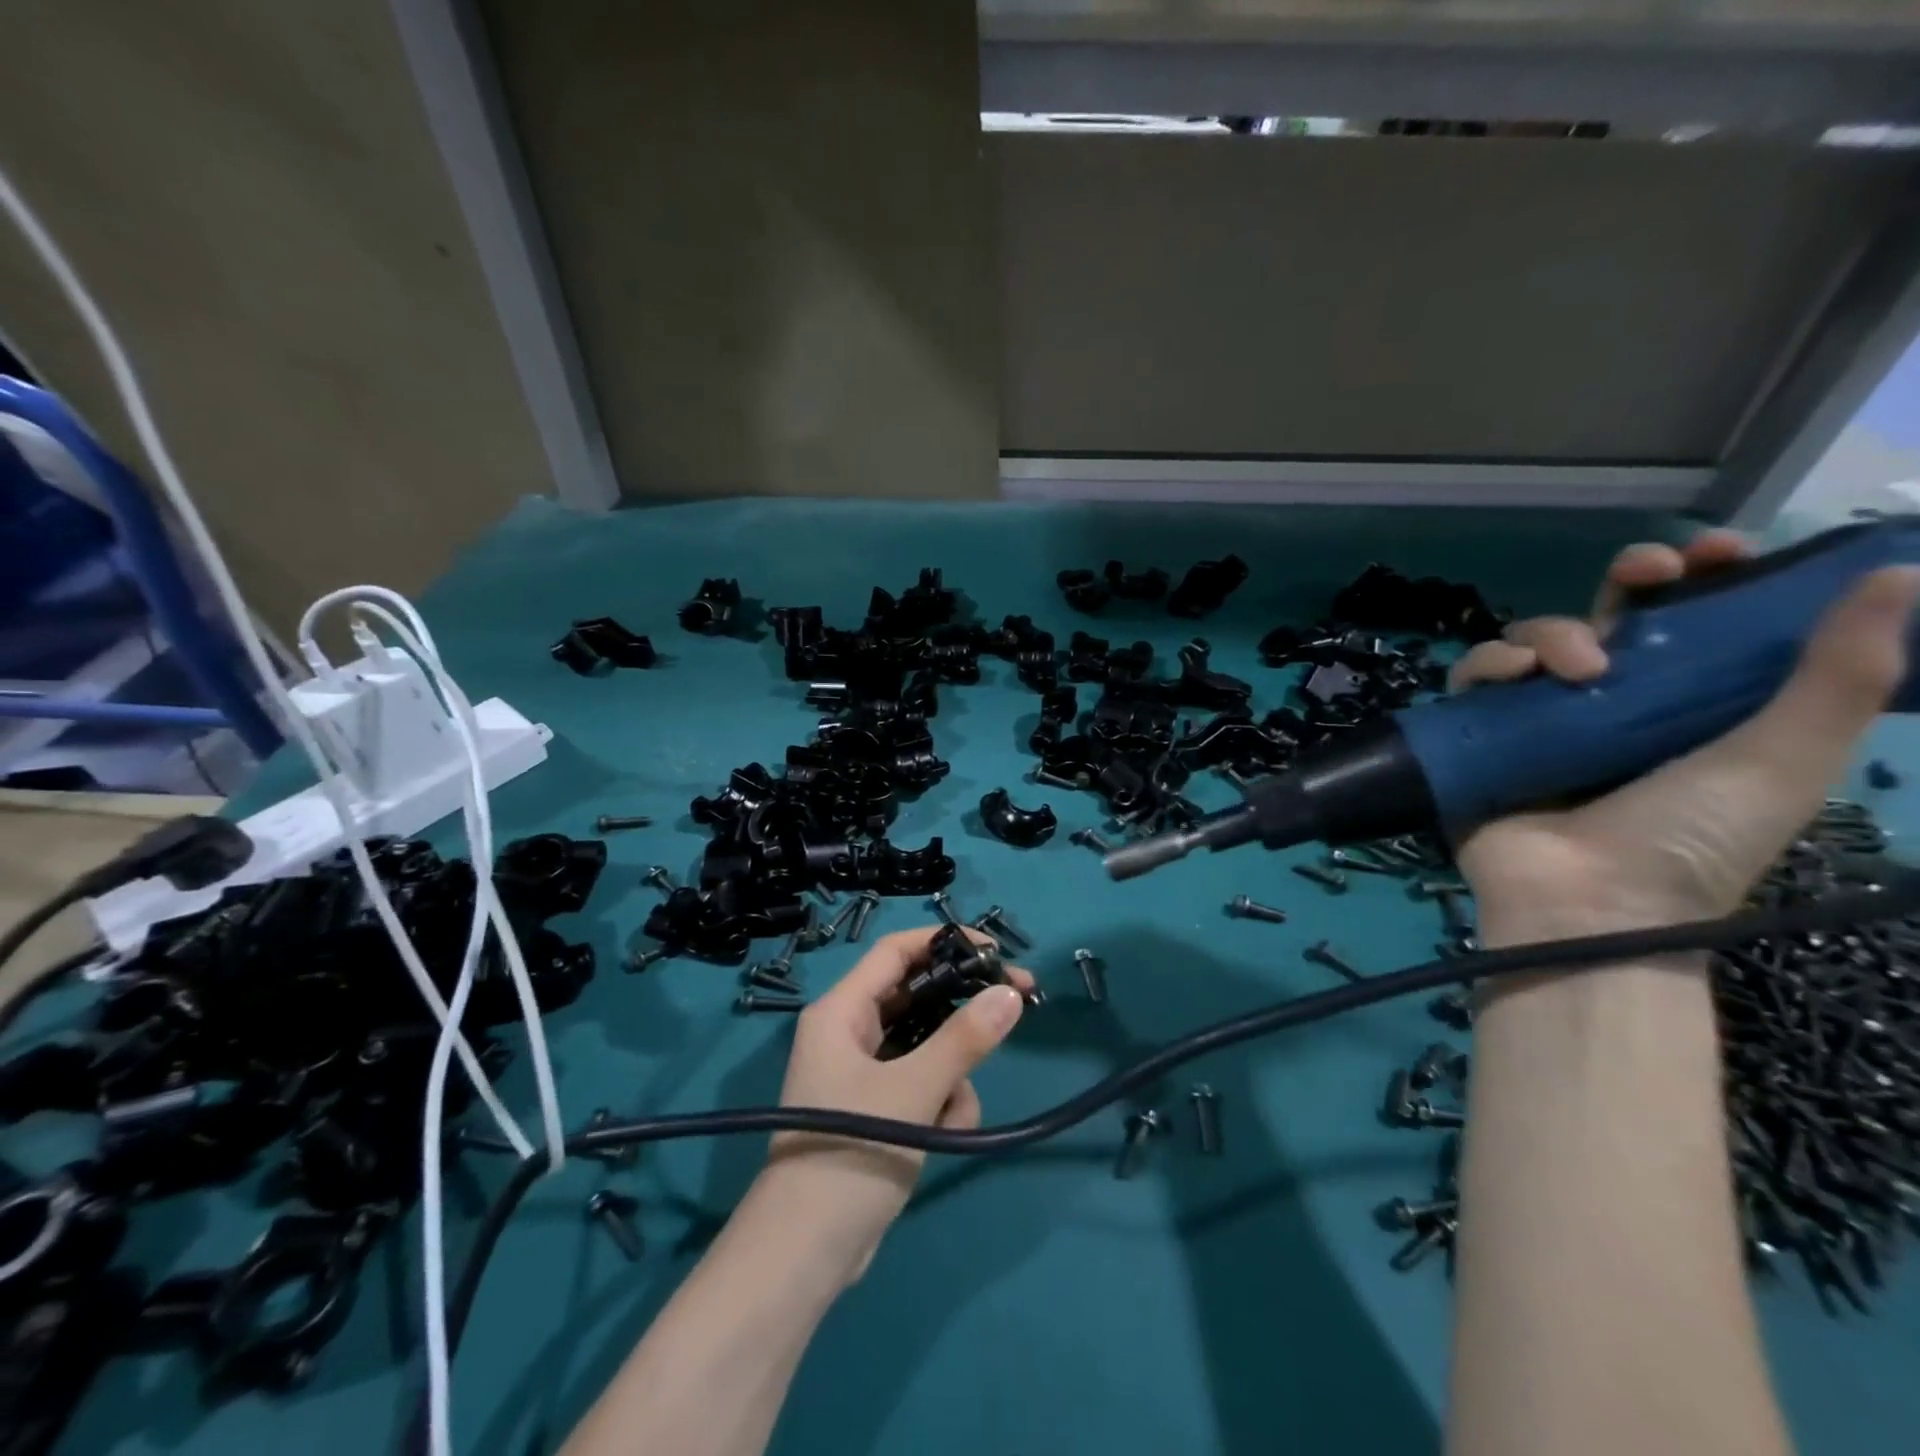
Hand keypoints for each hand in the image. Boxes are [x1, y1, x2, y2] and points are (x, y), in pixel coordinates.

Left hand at [757, 927, 1029, 1280]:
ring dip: (952, 1076)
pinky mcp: (878, 1108)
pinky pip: (922, 1084)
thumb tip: (1010, 994)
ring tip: (950, 1114)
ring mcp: (863, 1072)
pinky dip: (939, 1105)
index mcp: (842, 1011)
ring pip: (928, 1047)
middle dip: (963, 1011)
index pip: (896, 952)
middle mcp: (850, 1031)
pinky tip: (940, 1136)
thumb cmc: (851, 1151)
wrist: (806, 1255)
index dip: (944, 941)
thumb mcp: (914, 1090)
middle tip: (1016, 1003)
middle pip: (918, 998)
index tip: (995, 950)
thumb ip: (964, 1040)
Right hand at [1450, 531, 1919, 948]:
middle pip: (1605, 617)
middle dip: (1625, 581)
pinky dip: (1487, 665)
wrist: (1592, 901)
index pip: (1691, 626)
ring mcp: (1536, 721)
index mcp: (1680, 706)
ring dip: (1551, 632)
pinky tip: (1513, 678)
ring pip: (1530, 641)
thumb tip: (1895, 575)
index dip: (1704, 579)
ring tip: (1579, 669)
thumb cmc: (1691, 839)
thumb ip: (1836, 677)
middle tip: (1645, 573)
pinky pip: (1472, 679)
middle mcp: (1605, 705)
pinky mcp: (1479, 737)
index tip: (1717, 554)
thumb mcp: (1783, 760)